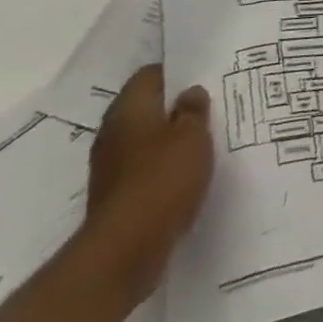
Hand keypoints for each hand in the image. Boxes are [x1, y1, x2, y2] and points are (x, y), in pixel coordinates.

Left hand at [82, 65, 213, 303]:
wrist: (125, 250)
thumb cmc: (162, 179)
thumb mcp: (192, 136)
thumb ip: (193, 110)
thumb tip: (189, 93)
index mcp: (129, 109)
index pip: (150, 75)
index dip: (177, 72)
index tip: (204, 75)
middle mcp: (114, 132)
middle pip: (146, 107)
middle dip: (175, 106)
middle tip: (211, 105)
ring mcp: (111, 166)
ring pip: (146, 139)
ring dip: (170, 139)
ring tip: (205, 139)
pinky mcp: (117, 195)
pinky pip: (145, 168)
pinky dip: (164, 167)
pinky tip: (188, 172)